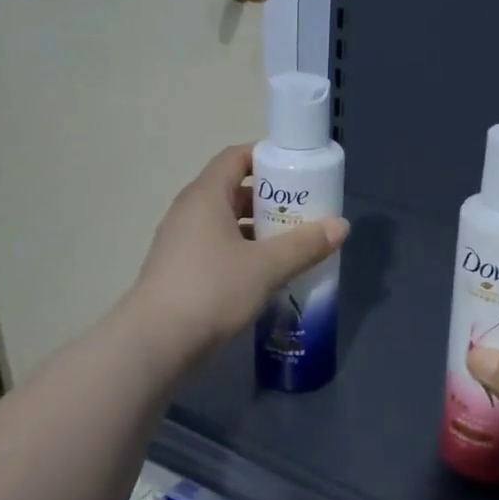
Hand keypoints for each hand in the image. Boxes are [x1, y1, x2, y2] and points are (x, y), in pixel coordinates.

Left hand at [127, 144, 348, 365]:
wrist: (157, 341)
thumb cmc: (212, 290)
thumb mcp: (267, 267)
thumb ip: (305, 244)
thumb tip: (341, 225)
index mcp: (205, 196)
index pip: (235, 157)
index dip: (267, 157)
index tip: (298, 172)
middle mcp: (189, 211)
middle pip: (233, 191)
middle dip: (270, 199)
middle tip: (304, 213)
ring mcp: (180, 242)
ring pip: (226, 223)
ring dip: (258, 230)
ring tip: (292, 245)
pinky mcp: (179, 271)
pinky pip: (217, 248)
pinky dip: (242, 253)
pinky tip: (266, 274)